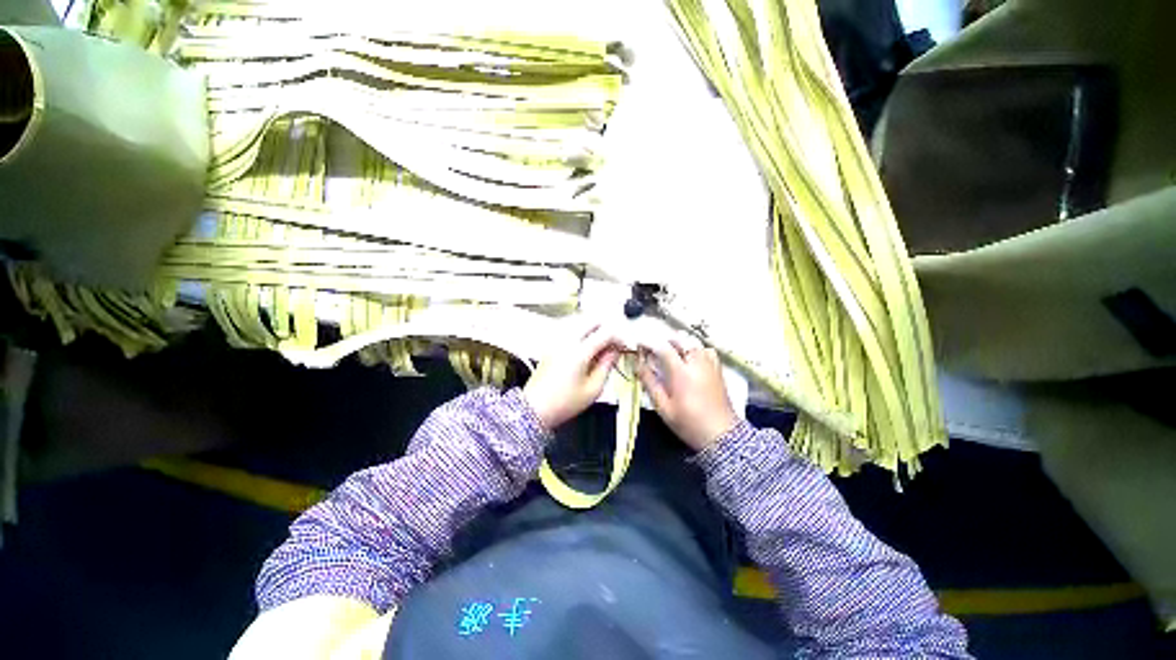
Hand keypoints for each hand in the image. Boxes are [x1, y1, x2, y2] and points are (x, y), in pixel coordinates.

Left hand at [523, 321, 621, 430]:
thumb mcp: (593, 389)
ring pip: (580, 321)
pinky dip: (582, 331)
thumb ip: (607, 366)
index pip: (605, 333)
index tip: (624, 346)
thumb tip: (615, 352)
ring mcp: (557, 340)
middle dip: (606, 328)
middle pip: (592, 320)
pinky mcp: (551, 344)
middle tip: (613, 343)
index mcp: (579, 352)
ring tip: (601, 345)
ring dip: (594, 328)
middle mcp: (566, 341)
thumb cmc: (563, 403)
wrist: (536, 409)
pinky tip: (586, 346)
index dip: (618, 337)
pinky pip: (570, 328)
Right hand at [637, 336, 737, 451]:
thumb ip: (650, 383)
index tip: (639, 343)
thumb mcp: (663, 407)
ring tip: (670, 351)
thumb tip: (638, 365)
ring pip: (694, 341)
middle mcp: (697, 363)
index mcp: (681, 373)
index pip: (663, 347)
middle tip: (653, 349)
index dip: (649, 342)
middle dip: (664, 340)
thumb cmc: (689, 423)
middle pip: (680, 339)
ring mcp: (710, 364)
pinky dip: (695, 348)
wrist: (721, 435)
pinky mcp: (718, 369)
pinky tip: (690, 358)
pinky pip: (705, 349)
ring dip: (680, 342)